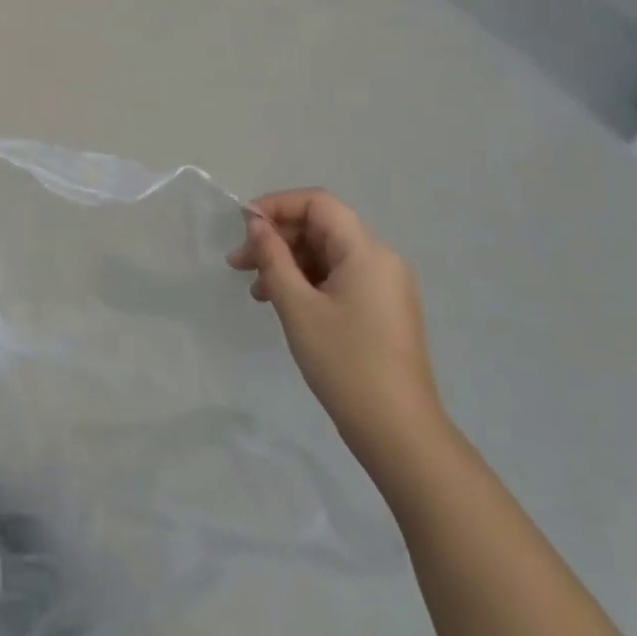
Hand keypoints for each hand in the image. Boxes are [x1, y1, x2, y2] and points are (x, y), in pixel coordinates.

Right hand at [228, 189, 443, 471]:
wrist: (398, 431)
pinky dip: (307, 282)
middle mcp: (380, 260)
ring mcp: (384, 287)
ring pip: (327, 255)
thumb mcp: (297, 306)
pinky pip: (339, 279)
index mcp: (366, 252)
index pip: (318, 204)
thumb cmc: (344, 362)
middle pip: (322, 228)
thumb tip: (256, 223)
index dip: (277, 205)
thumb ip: (273, 258)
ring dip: (288, 263)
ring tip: (255, 290)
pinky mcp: (382, 310)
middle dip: (277, 239)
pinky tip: (282, 304)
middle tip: (238, 263)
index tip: (243, 226)